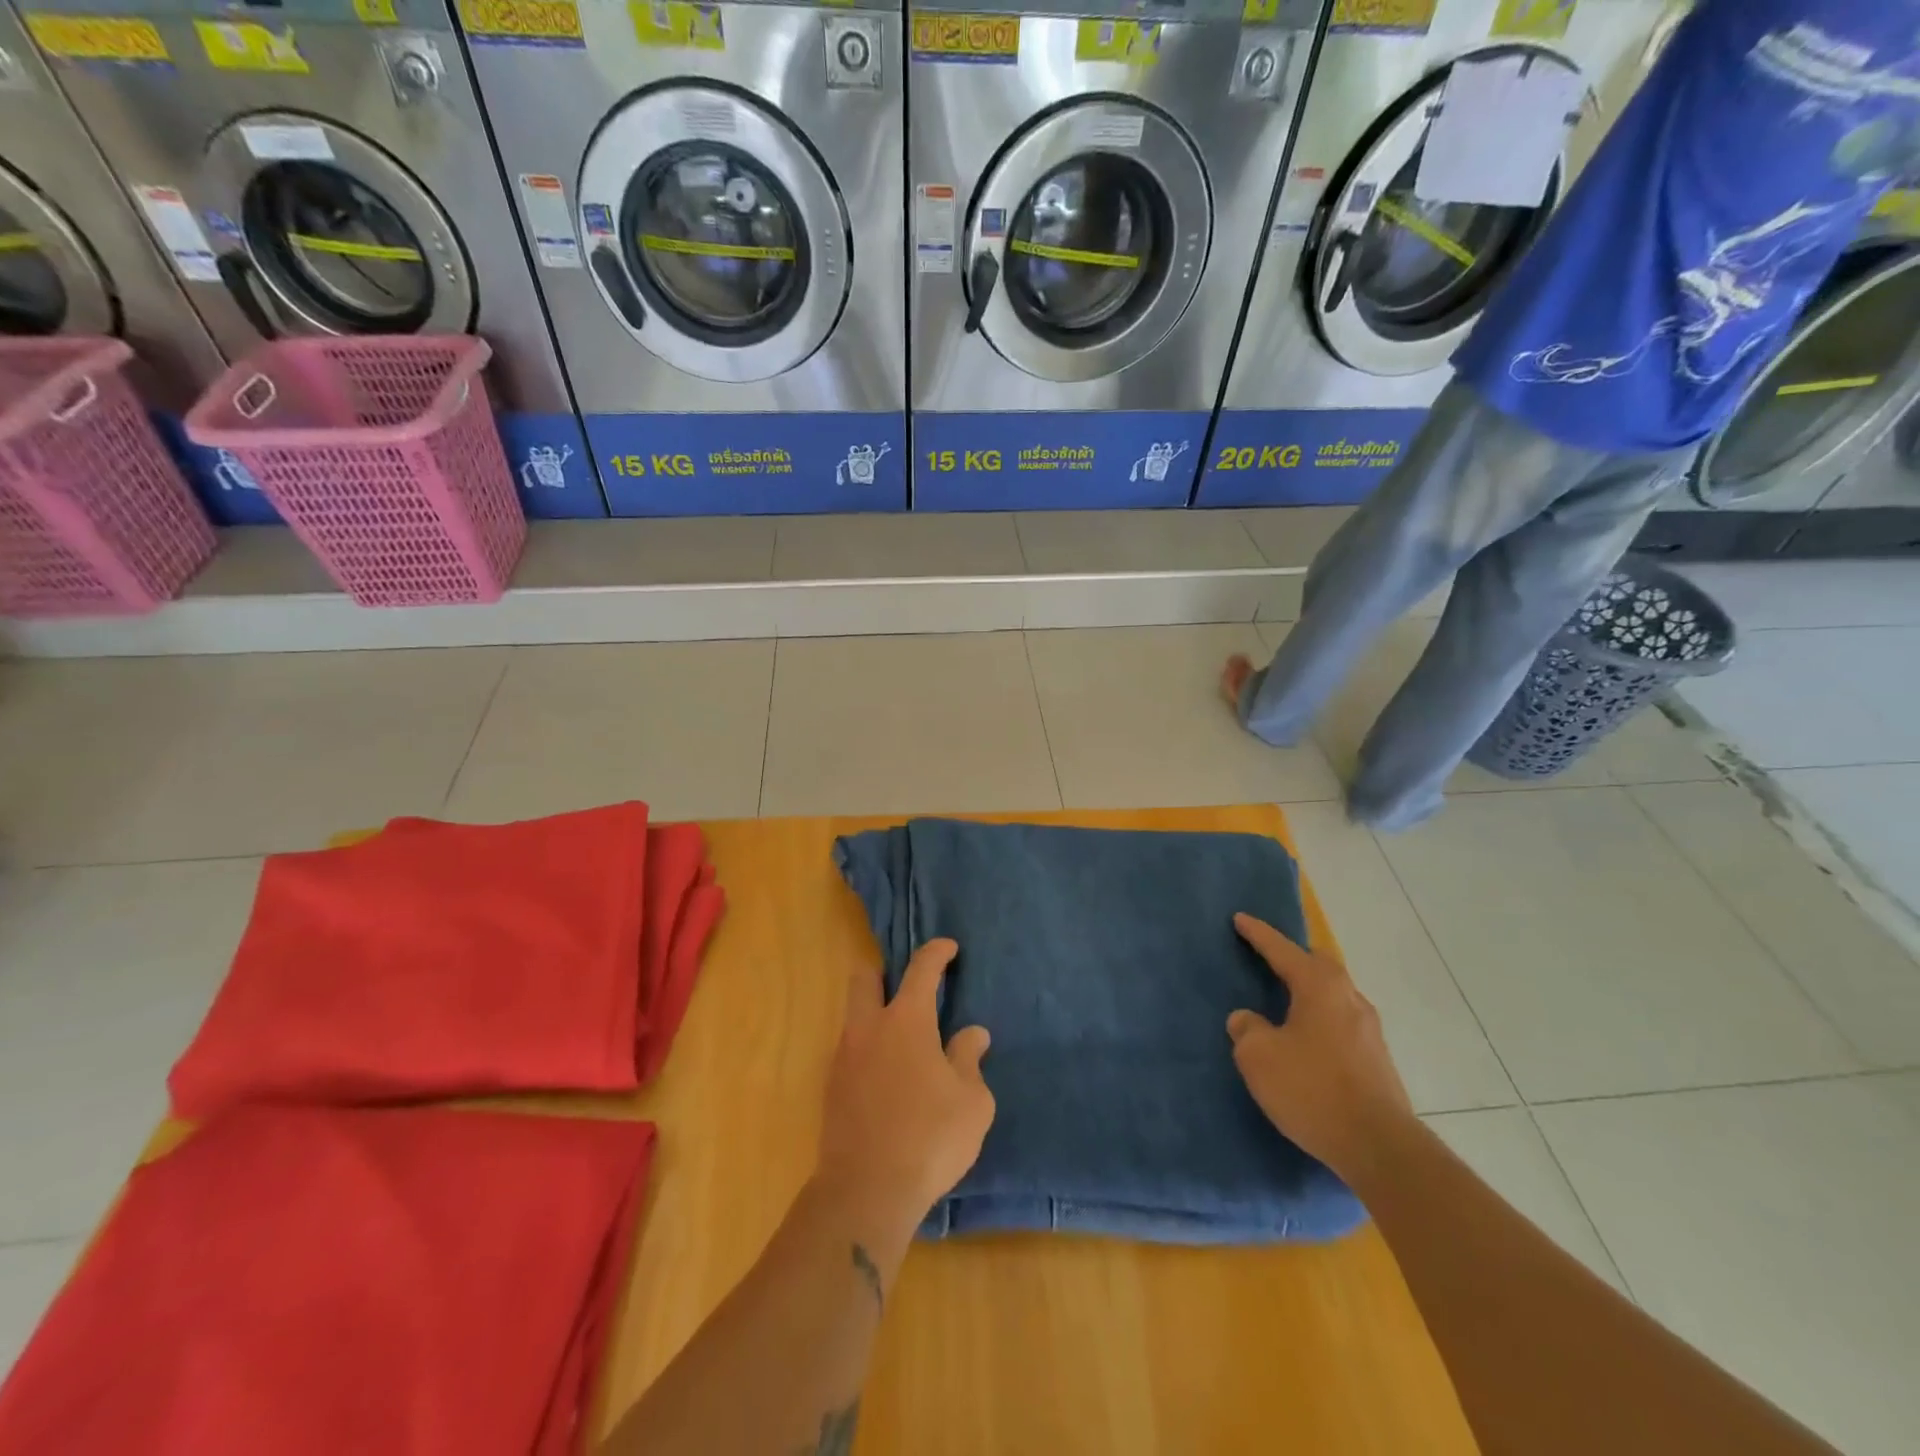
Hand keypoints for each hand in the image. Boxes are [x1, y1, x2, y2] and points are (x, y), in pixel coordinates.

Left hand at [815, 939, 994, 1243]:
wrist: (866, 1192)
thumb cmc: (930, 1138)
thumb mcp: (971, 1101)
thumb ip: (969, 1059)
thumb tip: (972, 1034)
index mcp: (906, 1021)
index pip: (921, 969)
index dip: (936, 952)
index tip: (948, 947)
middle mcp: (869, 1029)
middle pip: (865, 979)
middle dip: (884, 974)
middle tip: (909, 990)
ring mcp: (844, 1058)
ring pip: (854, 1016)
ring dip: (875, 1016)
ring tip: (903, 1043)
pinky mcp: (831, 1089)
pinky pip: (850, 1052)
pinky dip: (869, 1052)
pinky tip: (888, 1079)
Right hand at [1226, 913, 1412, 1181]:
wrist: (1379, 1147)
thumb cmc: (1312, 1089)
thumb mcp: (1259, 1057)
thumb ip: (1247, 1029)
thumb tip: (1248, 1019)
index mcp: (1319, 987)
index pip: (1282, 950)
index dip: (1258, 934)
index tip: (1240, 919)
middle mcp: (1349, 999)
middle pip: (1320, 965)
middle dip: (1294, 957)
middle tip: (1270, 958)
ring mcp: (1369, 1030)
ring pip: (1334, 994)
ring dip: (1310, 991)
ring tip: (1286, 1001)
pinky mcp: (1377, 1059)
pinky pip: (1341, 1022)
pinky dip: (1320, 1018)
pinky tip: (1306, 1039)